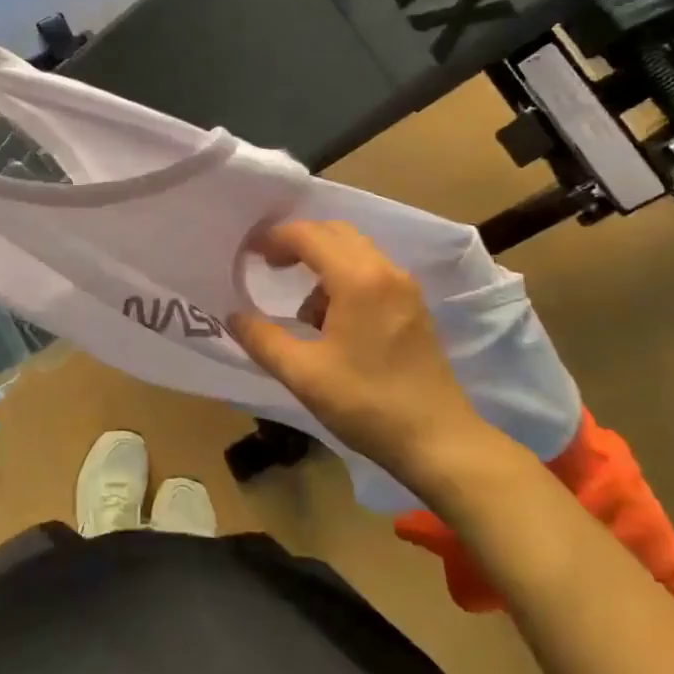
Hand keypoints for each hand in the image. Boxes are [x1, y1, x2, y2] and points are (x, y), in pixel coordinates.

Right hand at [228, 221, 491, 481]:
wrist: (439, 441)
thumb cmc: (367, 403)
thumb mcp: (303, 374)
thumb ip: (262, 340)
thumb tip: (234, 317)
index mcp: (359, 279)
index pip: (308, 236)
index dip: (273, 238)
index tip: (248, 253)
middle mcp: (385, 271)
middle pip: (335, 233)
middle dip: (298, 242)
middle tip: (268, 265)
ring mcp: (405, 288)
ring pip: (355, 251)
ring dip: (322, 263)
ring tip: (302, 309)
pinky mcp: (413, 307)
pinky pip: (371, 272)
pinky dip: (344, 279)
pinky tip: (332, 322)